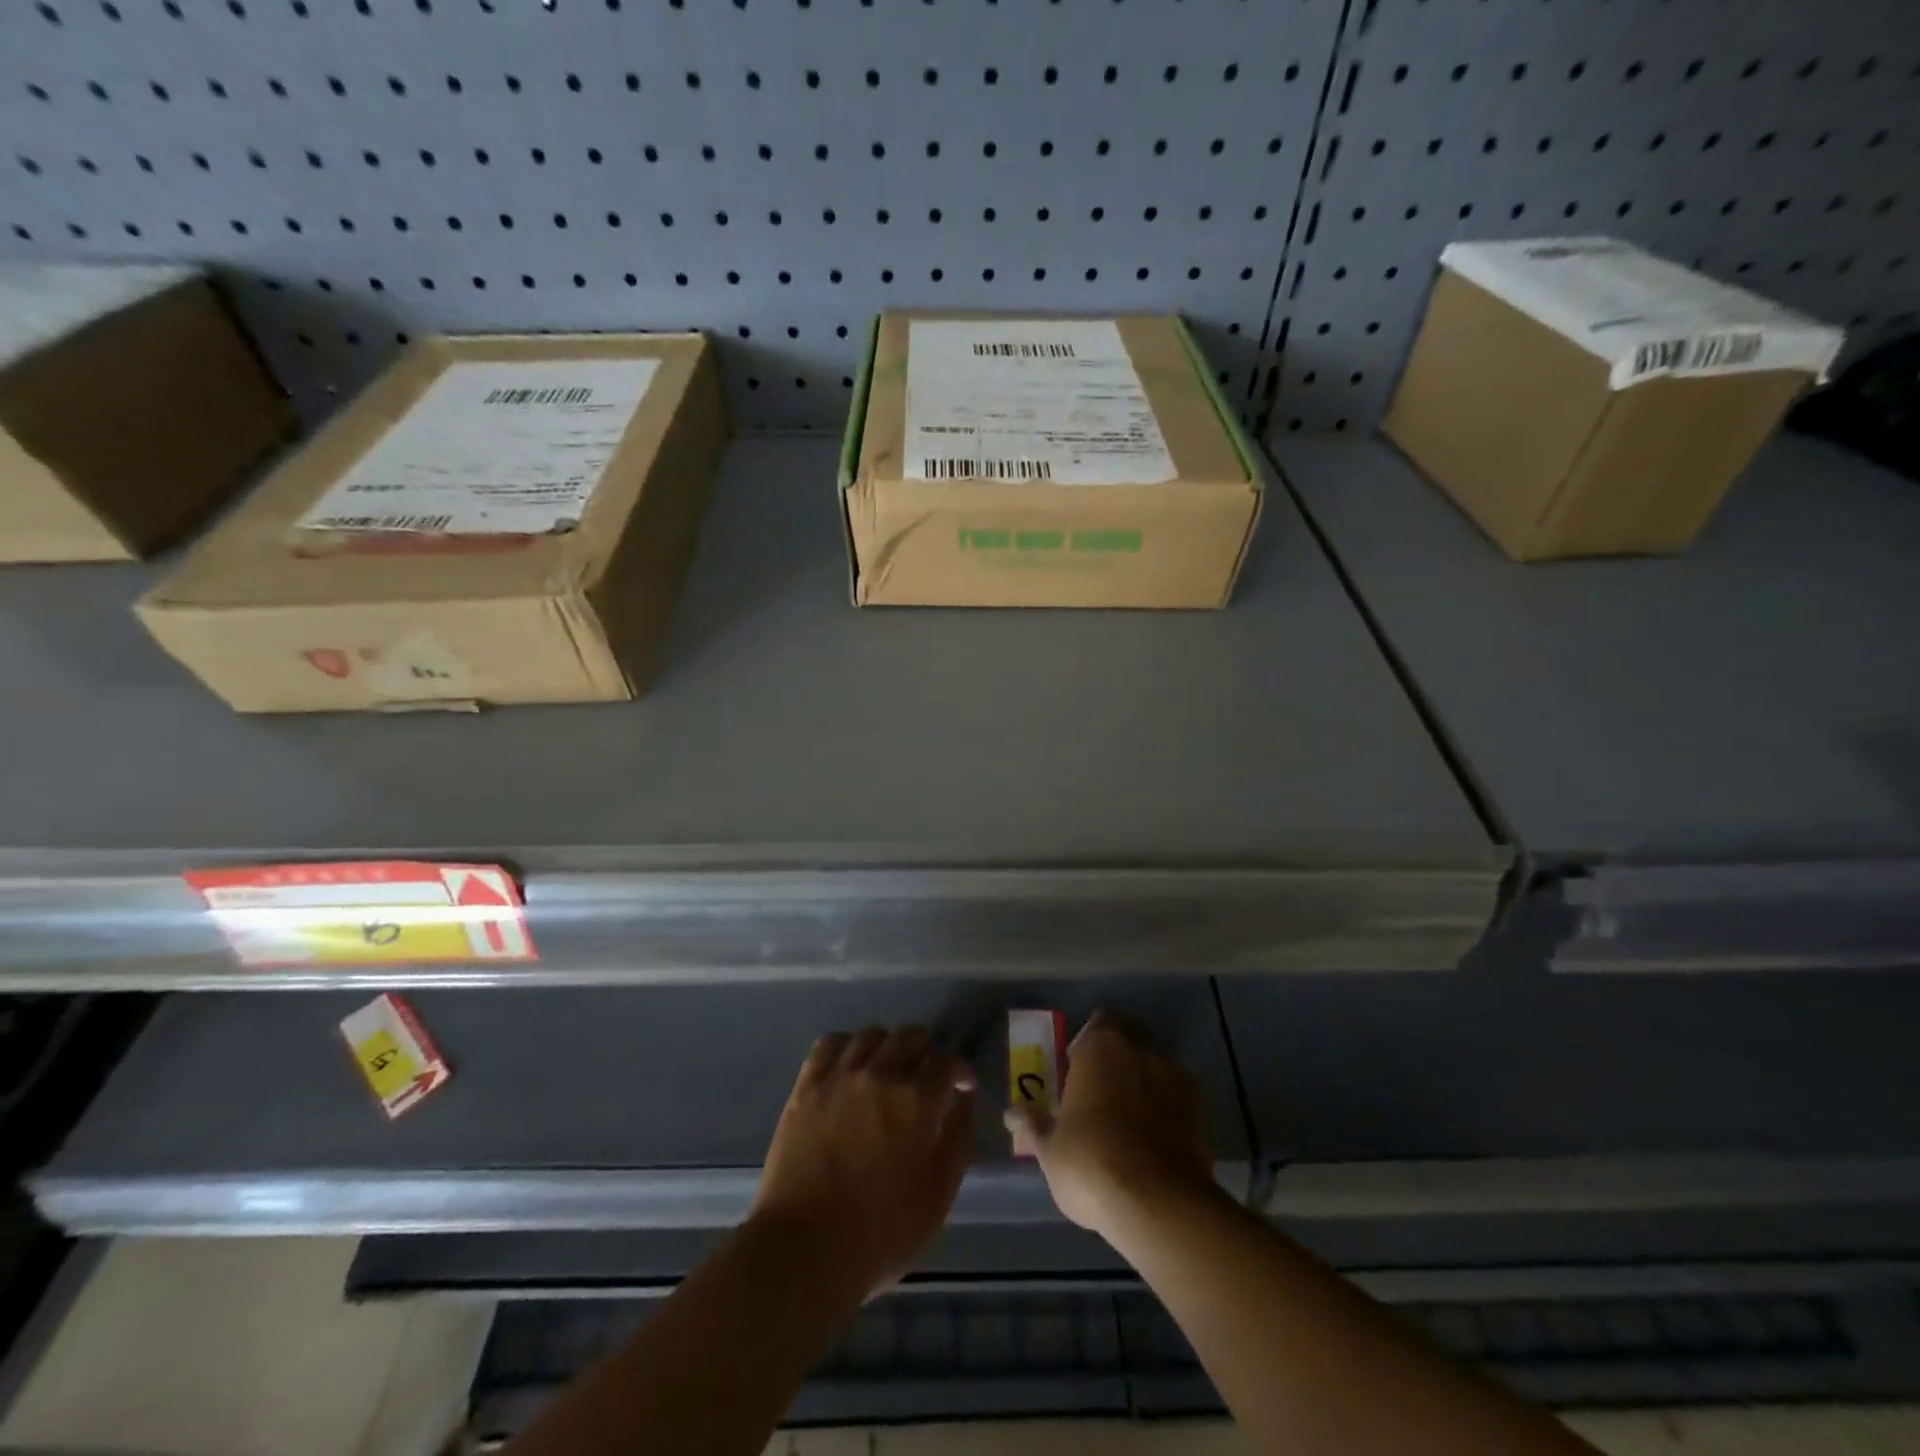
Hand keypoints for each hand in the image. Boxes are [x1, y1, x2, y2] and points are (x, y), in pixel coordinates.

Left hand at [751, 1026, 976, 1297]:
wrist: (805, 1250)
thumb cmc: (880, 1232)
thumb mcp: (938, 1196)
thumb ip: (958, 1140)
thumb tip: (965, 1100)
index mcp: (916, 1100)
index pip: (946, 1061)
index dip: (959, 1070)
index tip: (960, 1086)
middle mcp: (880, 1074)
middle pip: (910, 1036)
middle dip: (927, 1050)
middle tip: (927, 1076)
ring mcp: (839, 1076)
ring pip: (872, 1035)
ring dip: (888, 1045)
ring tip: (889, 1068)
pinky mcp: (807, 1086)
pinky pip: (830, 1044)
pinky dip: (847, 1045)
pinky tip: (851, 1063)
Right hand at [1004, 1010, 1216, 1236]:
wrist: (1158, 1202)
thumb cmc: (1090, 1163)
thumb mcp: (1049, 1149)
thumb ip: (1033, 1125)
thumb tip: (1011, 1113)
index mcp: (1100, 1046)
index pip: (1098, 1022)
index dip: (1090, 1041)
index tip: (1080, 1066)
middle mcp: (1140, 1048)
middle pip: (1131, 1036)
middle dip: (1120, 1054)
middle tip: (1103, 1088)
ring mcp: (1174, 1075)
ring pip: (1156, 1064)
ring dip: (1144, 1079)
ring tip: (1132, 1116)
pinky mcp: (1199, 1108)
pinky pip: (1177, 1094)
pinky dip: (1167, 1105)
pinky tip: (1156, 1135)